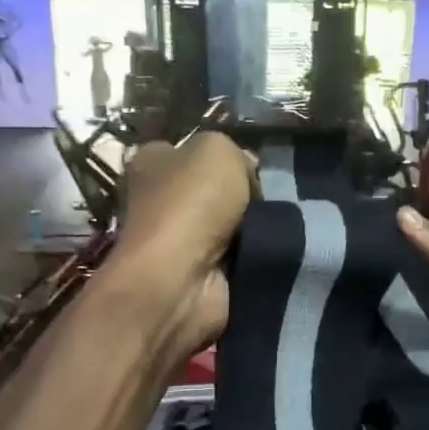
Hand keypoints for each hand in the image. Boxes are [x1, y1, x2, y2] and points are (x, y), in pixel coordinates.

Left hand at [109, 132, 255, 355]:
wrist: (182, 280)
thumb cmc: (191, 205)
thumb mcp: (218, 149)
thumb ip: (235, 154)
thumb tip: (247, 174)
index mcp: (153, 163)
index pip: (194, 152)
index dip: (226, 157)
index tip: (255, 168)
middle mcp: (162, 201)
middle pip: (218, 191)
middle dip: (246, 196)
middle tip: (269, 200)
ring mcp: (181, 243)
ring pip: (234, 226)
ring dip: (256, 229)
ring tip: (275, 229)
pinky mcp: (201, 276)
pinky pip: (240, 259)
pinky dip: (256, 258)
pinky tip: (268, 253)